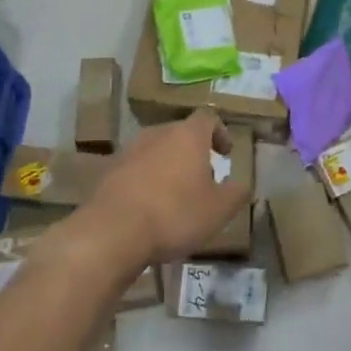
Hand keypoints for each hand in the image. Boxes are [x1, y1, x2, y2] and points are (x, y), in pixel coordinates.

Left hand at [84, 111, 249, 270]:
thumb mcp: (219, 209)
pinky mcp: (109, 171)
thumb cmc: (175, 214)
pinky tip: (150, 208)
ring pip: (156, 150)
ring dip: (169, 166)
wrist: (113, 232)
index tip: (225, 154)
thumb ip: (237, 193)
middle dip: (194, 152)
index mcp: (187, 135)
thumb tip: (242, 184)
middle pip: (180, 133)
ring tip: (176, 195)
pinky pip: (136, 169)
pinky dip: (147, 181)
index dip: (220, 133)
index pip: (208, 118)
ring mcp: (129, 151)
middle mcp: (157, 134)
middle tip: (203, 178)